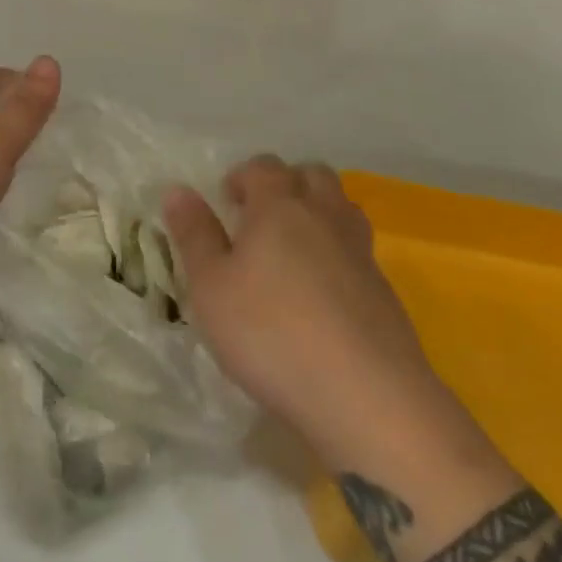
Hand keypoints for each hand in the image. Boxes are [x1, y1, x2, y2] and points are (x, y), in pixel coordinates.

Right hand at [164, 157, 452, 466]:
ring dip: (318, 213)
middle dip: (286, 184)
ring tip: (293, 249)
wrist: (366, 395)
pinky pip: (358, 250)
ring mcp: (360, 251)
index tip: (227, 202)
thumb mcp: (211, 287)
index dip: (242, 176)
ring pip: (341, 207)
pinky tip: (322, 293)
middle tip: (261, 218)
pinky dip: (338, 254)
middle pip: (311, 174)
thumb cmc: (272, 332)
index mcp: (279, 205)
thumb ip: (194, 235)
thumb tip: (178, 190)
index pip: (263, 166)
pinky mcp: (384, 290)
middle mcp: (324, 215)